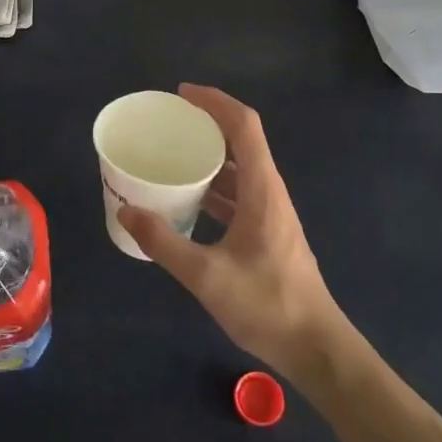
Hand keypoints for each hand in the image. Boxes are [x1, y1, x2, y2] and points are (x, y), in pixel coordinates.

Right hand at [120, 85, 347, 380]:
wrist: (315, 347)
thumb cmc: (266, 305)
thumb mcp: (206, 276)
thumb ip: (163, 242)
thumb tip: (126, 209)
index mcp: (262, 190)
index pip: (244, 125)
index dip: (215, 101)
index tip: (182, 94)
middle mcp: (269, 193)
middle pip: (242, 141)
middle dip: (207, 123)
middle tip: (168, 123)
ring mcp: (271, 213)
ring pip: (240, 169)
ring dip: (210, 156)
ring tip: (172, 156)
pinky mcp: (268, 233)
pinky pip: (238, 193)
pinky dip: (214, 186)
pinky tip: (188, 201)